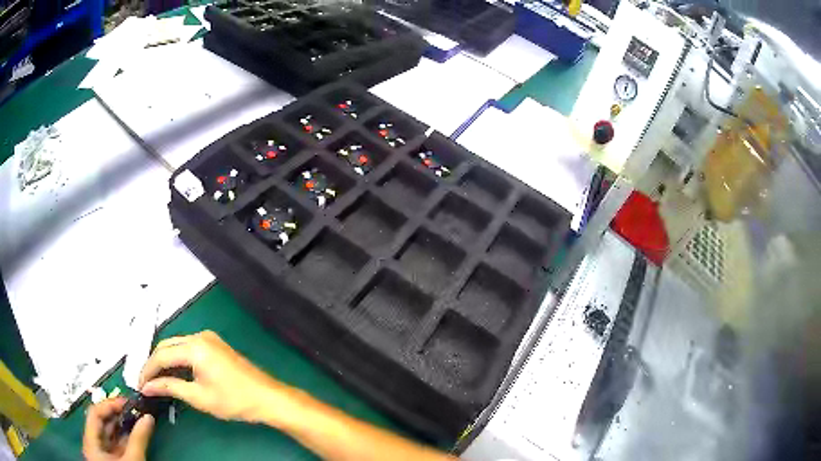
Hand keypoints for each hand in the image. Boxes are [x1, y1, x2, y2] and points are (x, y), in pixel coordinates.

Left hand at [83, 398, 153, 460]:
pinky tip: (134, 434)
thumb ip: (139, 440)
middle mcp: (93, 443)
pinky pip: (114, 443)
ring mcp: (101, 452)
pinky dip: (123, 437)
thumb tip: (148, 418)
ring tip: (135, 419)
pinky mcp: (110, 459)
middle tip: (134, 410)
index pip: (95, 413)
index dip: (110, 405)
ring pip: (108, 432)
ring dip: (121, 425)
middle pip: (101, 422)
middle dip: (117, 414)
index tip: (127, 402)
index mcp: (91, 441)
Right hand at [139, 330, 285, 422]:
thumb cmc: (234, 400)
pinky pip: (188, 348)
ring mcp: (209, 338)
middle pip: (167, 346)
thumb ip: (170, 388)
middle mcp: (199, 336)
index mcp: (195, 346)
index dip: (147, 370)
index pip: (161, 355)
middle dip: (154, 364)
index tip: (139, 385)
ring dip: (165, 361)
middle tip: (146, 382)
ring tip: (156, 379)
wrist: (267, 398)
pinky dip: (178, 359)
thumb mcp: (199, 397)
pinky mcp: (215, 345)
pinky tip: (173, 373)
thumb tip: (147, 387)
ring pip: (177, 345)